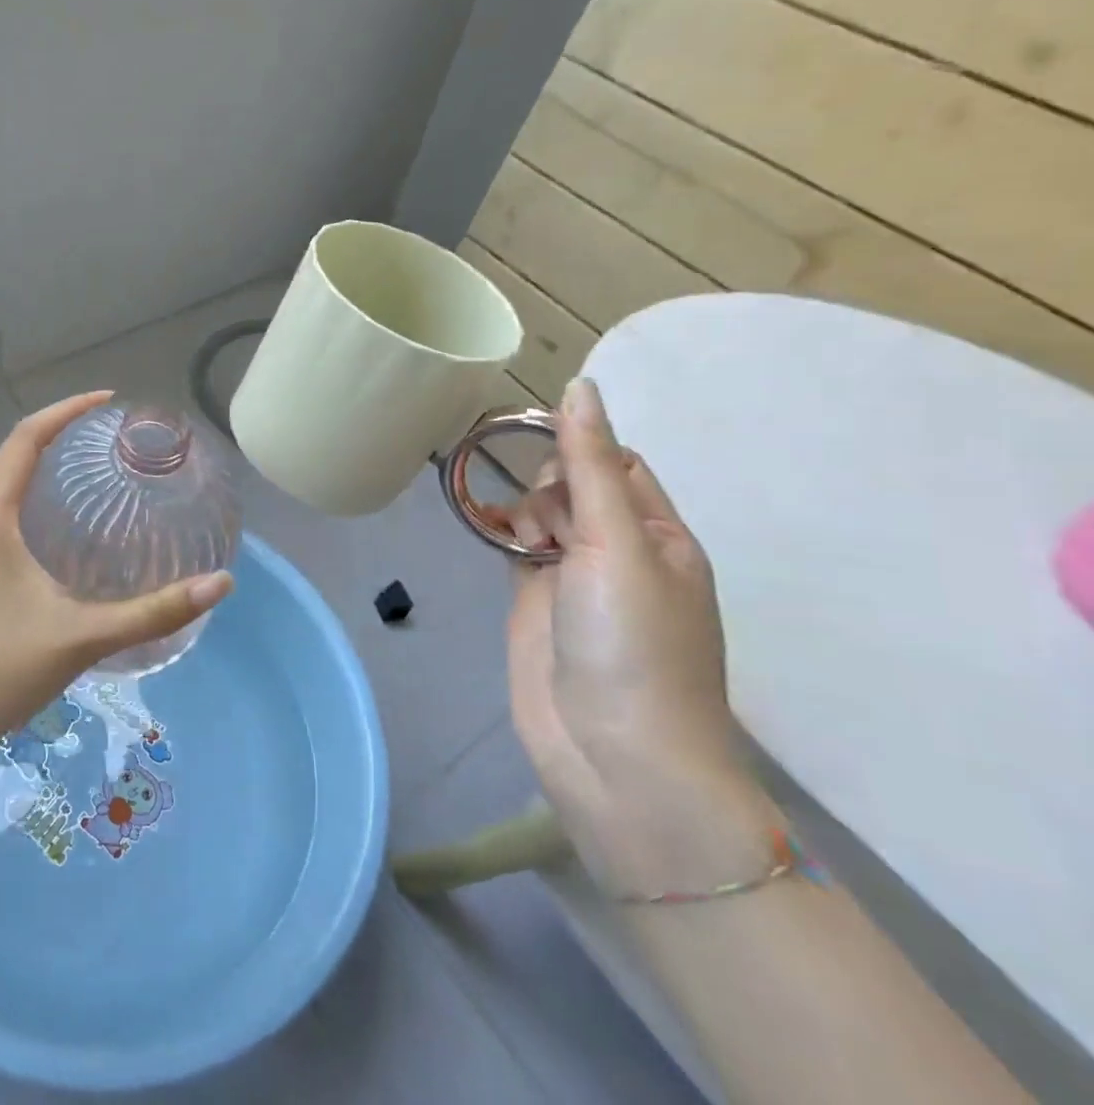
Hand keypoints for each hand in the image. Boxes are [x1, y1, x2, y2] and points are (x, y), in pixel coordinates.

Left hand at [0, 391, 232, 755]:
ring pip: (1, 495)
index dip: (67, 411)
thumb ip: (153, 611)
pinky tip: (56, 539)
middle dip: (59, 443)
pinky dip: (27, 510)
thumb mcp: (82, 637)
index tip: (106, 401)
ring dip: (41, 478)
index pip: (26, 439)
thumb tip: (220, 584)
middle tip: (109, 446)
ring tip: (90, 484)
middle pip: (13, 461)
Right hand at [504, 378, 779, 894]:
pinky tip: (483, 530)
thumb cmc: (631, 644)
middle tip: (544, 524)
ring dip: (522, 510)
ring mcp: (574, 580)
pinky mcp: (535, 602)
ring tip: (518, 541)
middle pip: (575, 486)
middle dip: (549, 486)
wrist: (613, 755)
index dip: (581, 447)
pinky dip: (499, 534)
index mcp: (659, 536)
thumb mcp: (616, 543)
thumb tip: (580, 386)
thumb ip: (591, 465)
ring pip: (541, 517)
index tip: (537, 448)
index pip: (618, 465)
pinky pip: (515, 549)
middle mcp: (619, 552)